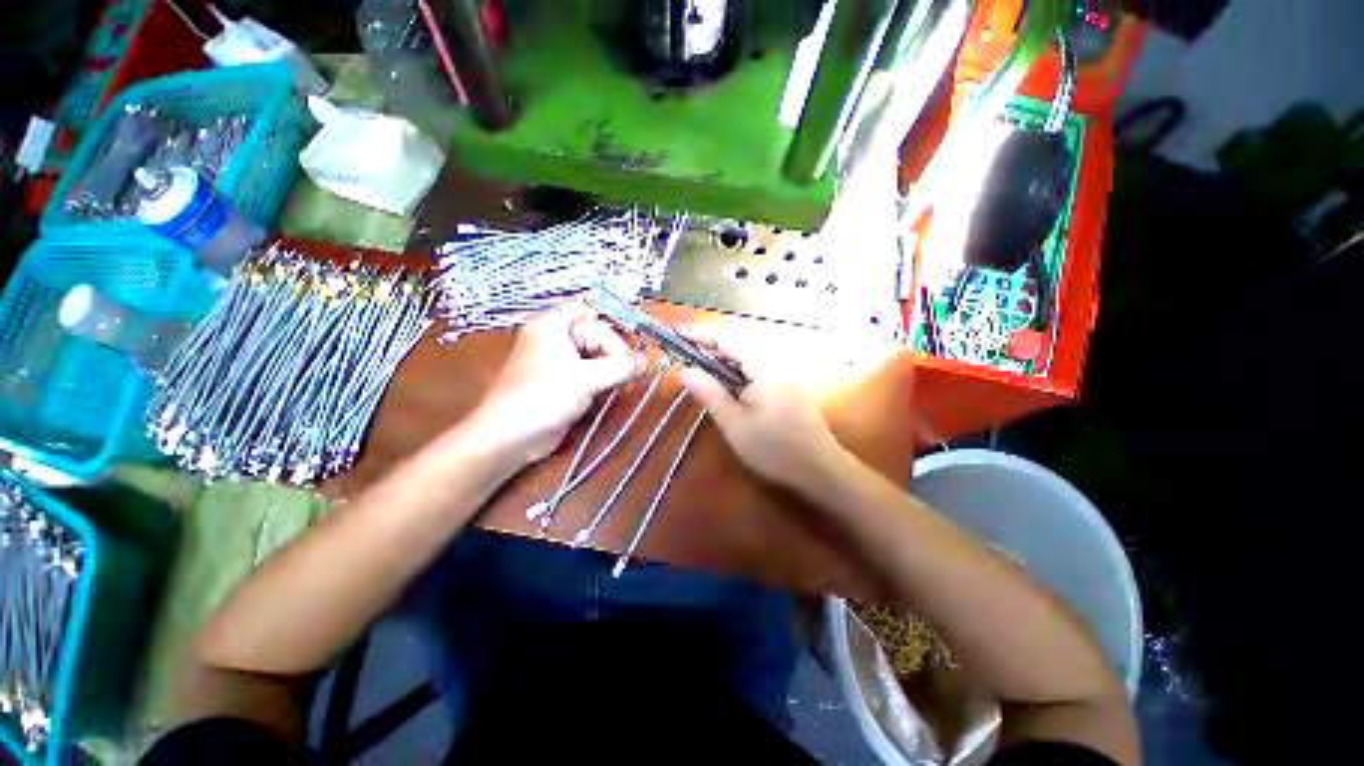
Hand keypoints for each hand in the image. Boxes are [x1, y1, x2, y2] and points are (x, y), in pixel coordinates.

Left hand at [468, 301, 644, 465]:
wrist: (510, 438)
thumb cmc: (542, 398)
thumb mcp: (586, 379)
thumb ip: (620, 367)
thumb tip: (647, 361)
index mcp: (553, 325)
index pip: (591, 308)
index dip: (616, 319)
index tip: (639, 337)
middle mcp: (556, 337)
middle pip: (598, 333)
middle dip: (617, 351)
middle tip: (631, 371)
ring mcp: (561, 360)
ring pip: (598, 354)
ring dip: (614, 366)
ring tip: (625, 380)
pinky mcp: (565, 380)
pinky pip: (593, 370)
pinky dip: (606, 377)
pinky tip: (615, 387)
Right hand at [677, 324, 843, 487]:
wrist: (819, 467)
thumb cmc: (774, 448)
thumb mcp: (734, 423)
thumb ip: (709, 393)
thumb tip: (685, 371)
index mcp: (764, 365)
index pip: (727, 338)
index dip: (700, 333)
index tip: (677, 332)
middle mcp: (777, 359)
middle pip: (738, 339)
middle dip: (710, 341)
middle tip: (685, 349)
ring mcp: (785, 369)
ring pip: (748, 350)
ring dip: (723, 353)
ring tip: (700, 362)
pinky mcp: (787, 380)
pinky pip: (757, 362)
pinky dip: (736, 364)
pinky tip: (726, 378)